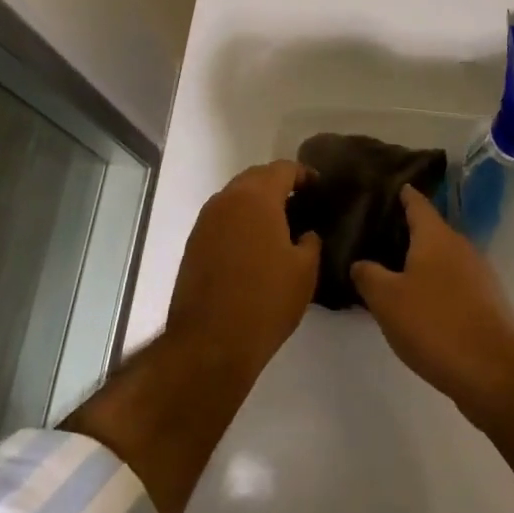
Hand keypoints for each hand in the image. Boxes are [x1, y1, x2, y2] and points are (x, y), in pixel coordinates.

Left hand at [166, 160, 321, 377]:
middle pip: (256, 178)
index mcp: (256, 197)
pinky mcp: (194, 243)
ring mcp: (206, 220)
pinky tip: (253, 245)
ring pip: (236, 197)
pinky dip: (240, 221)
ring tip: (279, 225)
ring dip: (256, 203)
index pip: (283, 169)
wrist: (210, 343)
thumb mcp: (304, 271)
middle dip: (278, 185)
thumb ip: (310, 241)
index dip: (304, 174)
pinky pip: (222, 218)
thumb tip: (306, 233)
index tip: (319, 187)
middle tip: (300, 203)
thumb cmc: (265, 301)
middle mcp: (227, 199)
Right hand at [350, 187, 513, 415]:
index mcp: (436, 235)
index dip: (401, 193)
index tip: (385, 187)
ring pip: (443, 259)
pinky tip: (421, 307)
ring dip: (421, 263)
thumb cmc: (435, 325)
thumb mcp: (386, 300)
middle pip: (430, 230)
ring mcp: (479, 275)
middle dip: (406, 232)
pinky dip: (437, 287)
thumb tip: (361, 263)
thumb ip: (368, 275)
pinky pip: (455, 284)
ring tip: (393, 273)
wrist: (496, 374)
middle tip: (376, 236)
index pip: (416, 202)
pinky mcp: (488, 304)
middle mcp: (460, 246)